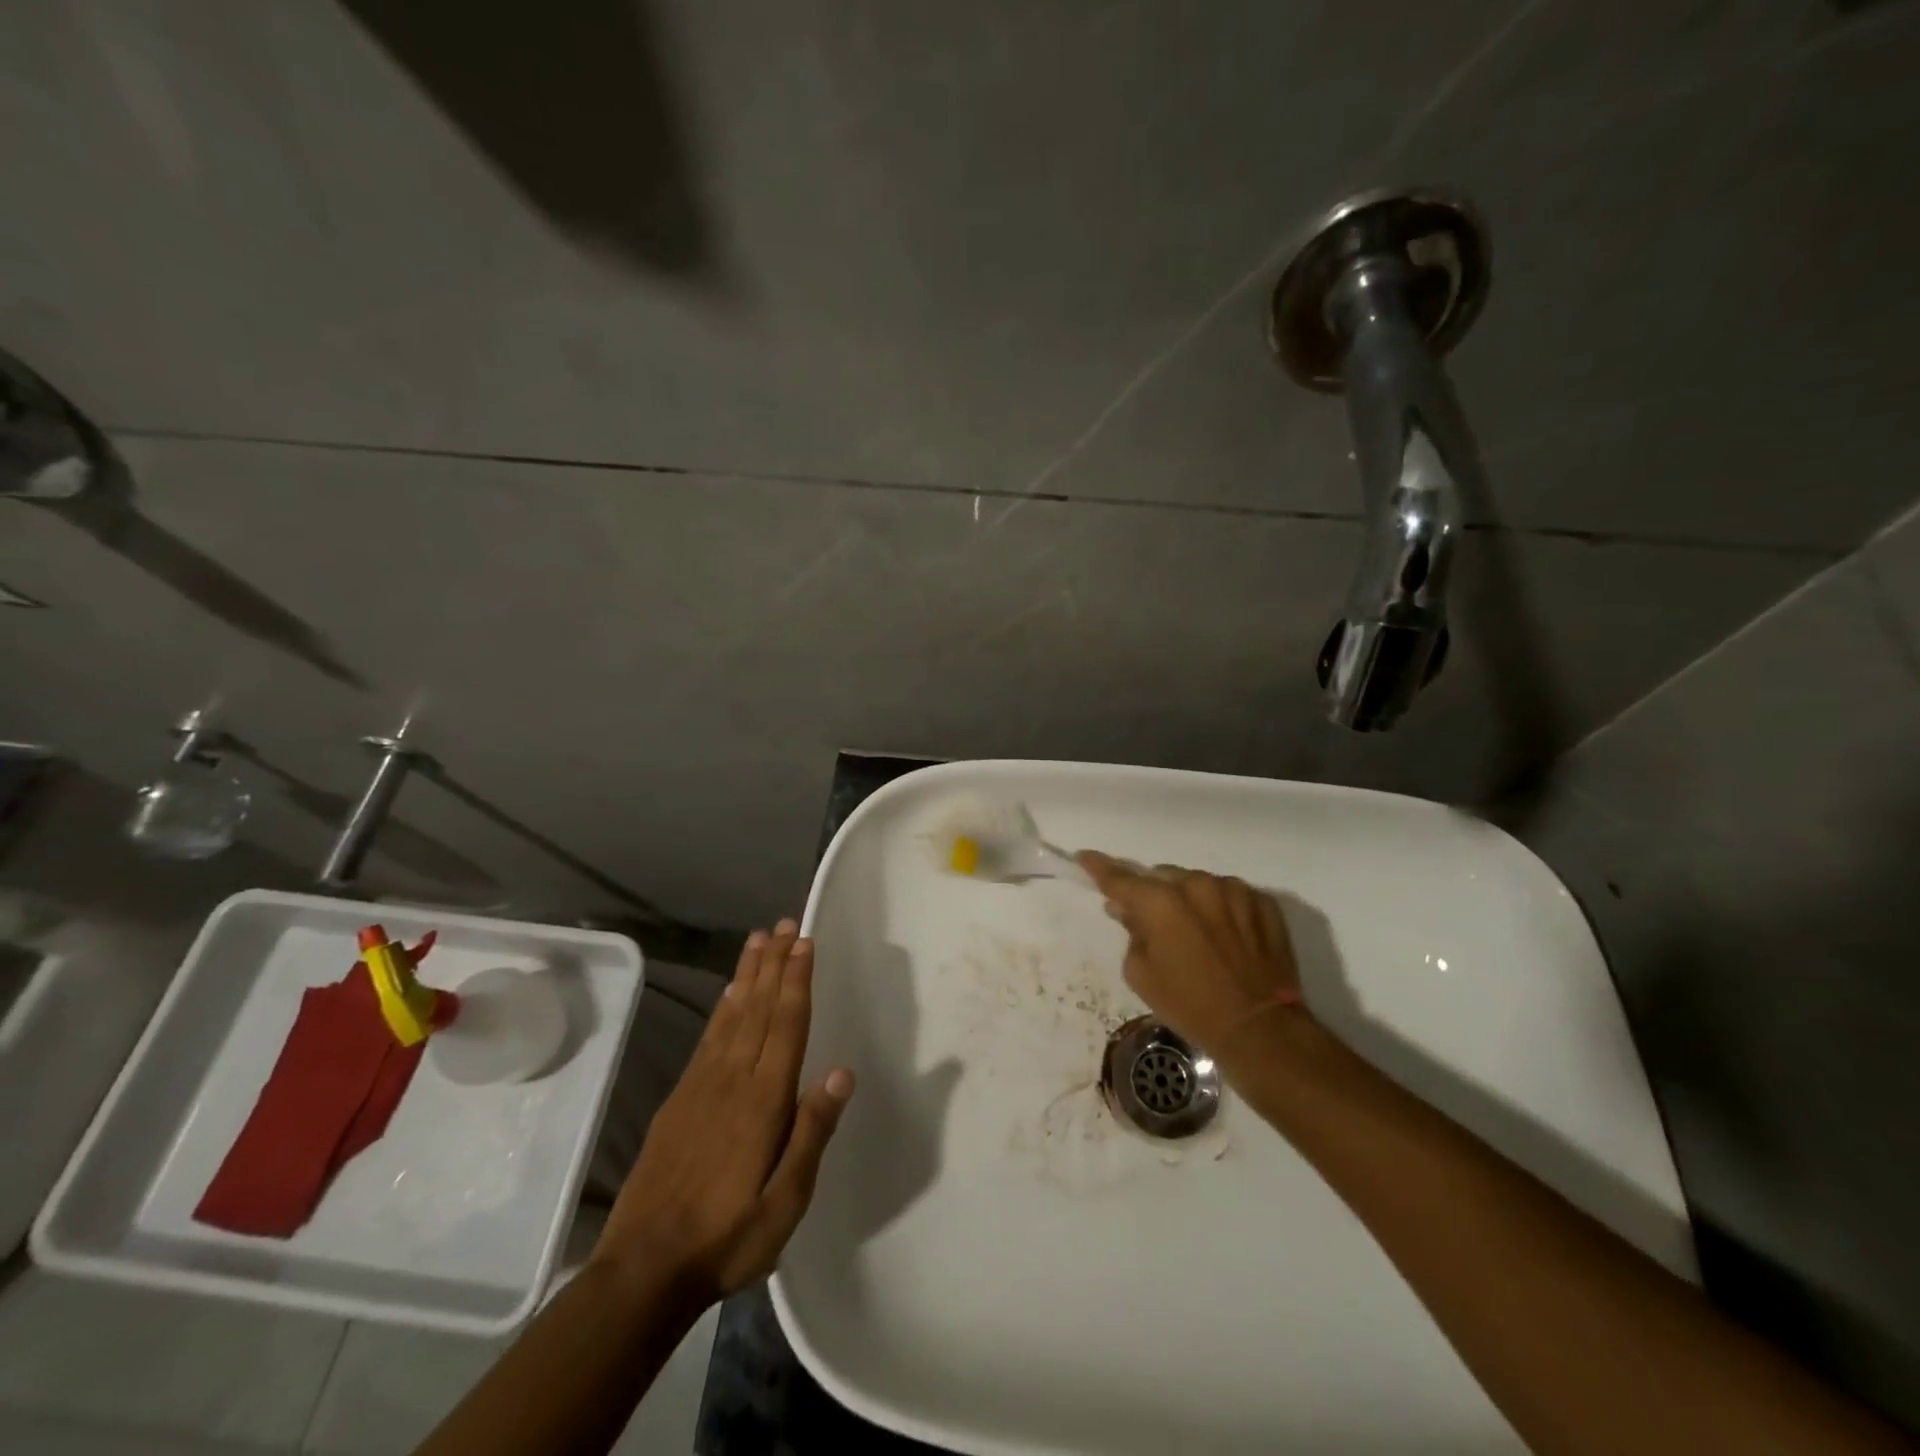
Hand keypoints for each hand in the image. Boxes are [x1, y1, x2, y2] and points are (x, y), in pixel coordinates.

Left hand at [592, 920, 854, 1304]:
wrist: (643, 1270)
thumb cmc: (727, 1239)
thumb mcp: (785, 1204)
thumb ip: (812, 1134)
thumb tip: (842, 1073)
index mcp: (764, 1102)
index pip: (786, 1025)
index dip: (796, 981)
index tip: (805, 943)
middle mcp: (733, 1080)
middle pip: (759, 1009)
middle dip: (774, 964)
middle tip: (784, 925)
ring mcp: (701, 1086)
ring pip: (732, 1016)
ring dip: (748, 975)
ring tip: (759, 940)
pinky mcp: (680, 1099)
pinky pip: (708, 1039)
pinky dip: (722, 1008)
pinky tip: (730, 993)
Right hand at [1076, 853, 1305, 1060]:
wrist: (1261, 1029)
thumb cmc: (1191, 1006)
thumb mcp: (1142, 976)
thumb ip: (1131, 934)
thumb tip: (1127, 910)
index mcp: (1160, 902)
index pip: (1119, 878)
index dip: (1099, 866)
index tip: (1085, 857)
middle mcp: (1196, 884)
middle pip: (1163, 878)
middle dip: (1154, 894)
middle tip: (1155, 922)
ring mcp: (1234, 890)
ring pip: (1199, 884)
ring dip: (1190, 900)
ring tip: (1198, 934)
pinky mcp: (1263, 902)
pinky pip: (1231, 897)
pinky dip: (1222, 910)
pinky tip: (1227, 938)